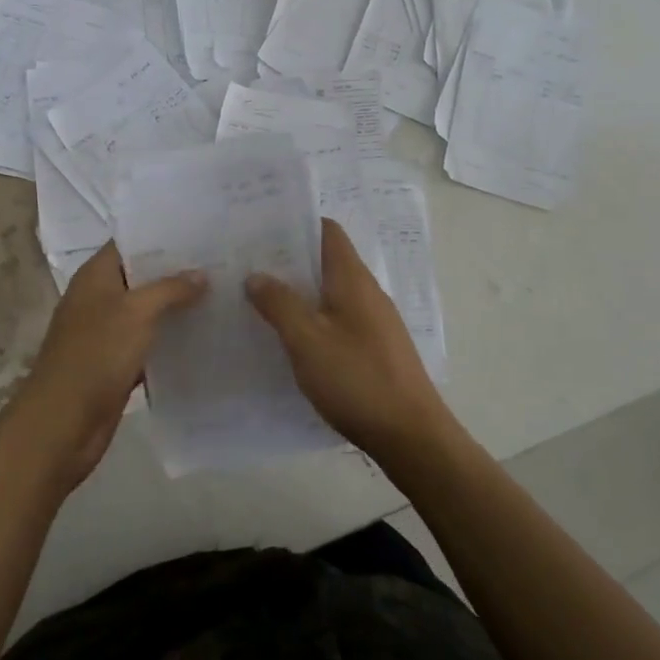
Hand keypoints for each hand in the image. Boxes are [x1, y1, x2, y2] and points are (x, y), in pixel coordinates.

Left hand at [2, 242, 205, 489]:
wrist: (63, 423)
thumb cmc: (96, 354)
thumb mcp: (136, 312)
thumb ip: (169, 289)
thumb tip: (201, 274)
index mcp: (95, 276)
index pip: (130, 243)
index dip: (162, 236)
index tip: (200, 232)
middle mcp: (99, 298)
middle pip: (141, 276)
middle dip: (176, 271)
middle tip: (220, 262)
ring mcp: (106, 332)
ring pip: (147, 311)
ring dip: (177, 306)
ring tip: (221, 294)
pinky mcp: (116, 362)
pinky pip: (148, 342)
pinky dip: (170, 339)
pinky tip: (204, 335)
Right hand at [245, 218, 454, 460]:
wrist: (411, 436)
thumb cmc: (356, 379)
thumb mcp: (307, 340)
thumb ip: (279, 304)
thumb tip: (256, 275)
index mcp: (352, 278)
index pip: (327, 230)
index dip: (296, 224)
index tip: (260, 230)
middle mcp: (366, 291)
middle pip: (326, 260)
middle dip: (289, 260)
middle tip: (247, 266)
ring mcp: (374, 320)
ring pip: (330, 292)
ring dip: (298, 292)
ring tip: (259, 300)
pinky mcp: (375, 347)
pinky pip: (338, 318)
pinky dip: (312, 318)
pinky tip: (289, 338)